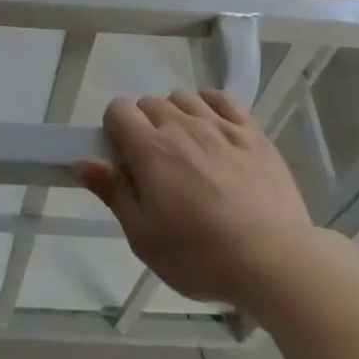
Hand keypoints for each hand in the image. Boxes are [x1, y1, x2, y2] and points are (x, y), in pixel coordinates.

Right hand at [77, 89, 315, 309]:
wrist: (274, 260)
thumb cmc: (200, 256)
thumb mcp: (144, 236)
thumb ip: (113, 192)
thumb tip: (83, 160)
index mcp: (151, 149)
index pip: (118, 110)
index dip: (114, 129)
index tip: (124, 159)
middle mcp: (182, 126)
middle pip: (149, 102)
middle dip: (144, 125)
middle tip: (155, 165)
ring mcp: (220, 126)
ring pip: (184, 98)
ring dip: (176, 114)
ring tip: (186, 149)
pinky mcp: (252, 133)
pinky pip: (223, 99)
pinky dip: (210, 105)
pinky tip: (213, 128)